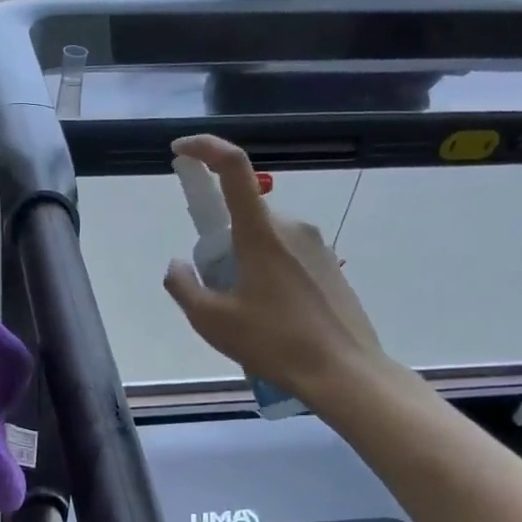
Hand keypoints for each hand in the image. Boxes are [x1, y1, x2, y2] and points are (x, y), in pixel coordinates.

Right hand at [162, 135, 389, 413]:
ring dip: (244, 259)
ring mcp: (315, 244)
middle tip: (215, 288)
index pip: (233, 168)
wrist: (344, 372)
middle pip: (243, 214)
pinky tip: (272, 316)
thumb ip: (183, 286)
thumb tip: (177, 265)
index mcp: (260, 232)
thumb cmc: (274, 342)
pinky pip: (286, 253)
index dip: (204, 149)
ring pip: (263, 236)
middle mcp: (291, 226)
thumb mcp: (211, 320)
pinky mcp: (329, 264)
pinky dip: (267, 271)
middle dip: (220, 241)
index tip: (180, 152)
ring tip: (245, 311)